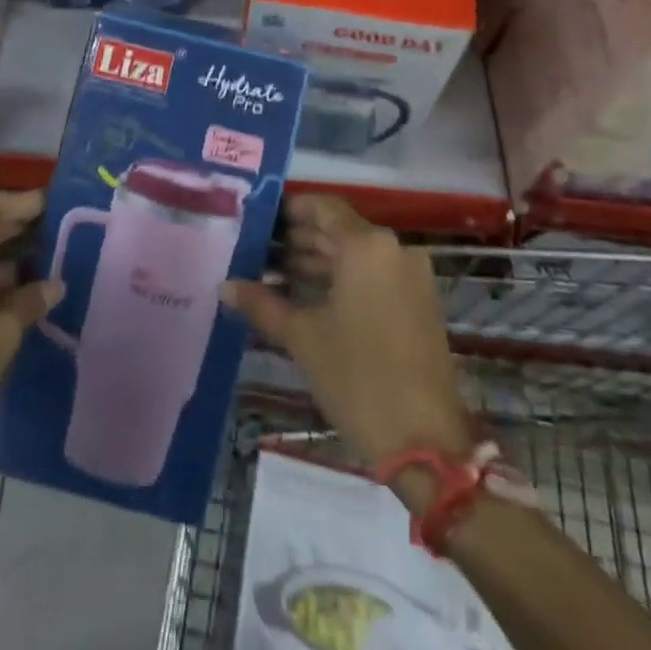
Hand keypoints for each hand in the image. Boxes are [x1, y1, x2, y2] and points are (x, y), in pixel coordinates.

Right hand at [223, 196, 471, 472]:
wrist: (425, 442)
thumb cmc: (357, 378)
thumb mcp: (303, 338)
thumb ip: (262, 304)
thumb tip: (225, 285)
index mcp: (366, 245)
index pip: (324, 207)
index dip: (291, 209)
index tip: (260, 219)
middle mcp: (393, 249)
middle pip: (340, 230)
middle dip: (300, 238)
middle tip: (259, 248)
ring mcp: (411, 276)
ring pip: (357, 254)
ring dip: (319, 260)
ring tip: (274, 273)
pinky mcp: (419, 302)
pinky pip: (374, 274)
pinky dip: (343, 279)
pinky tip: (309, 296)